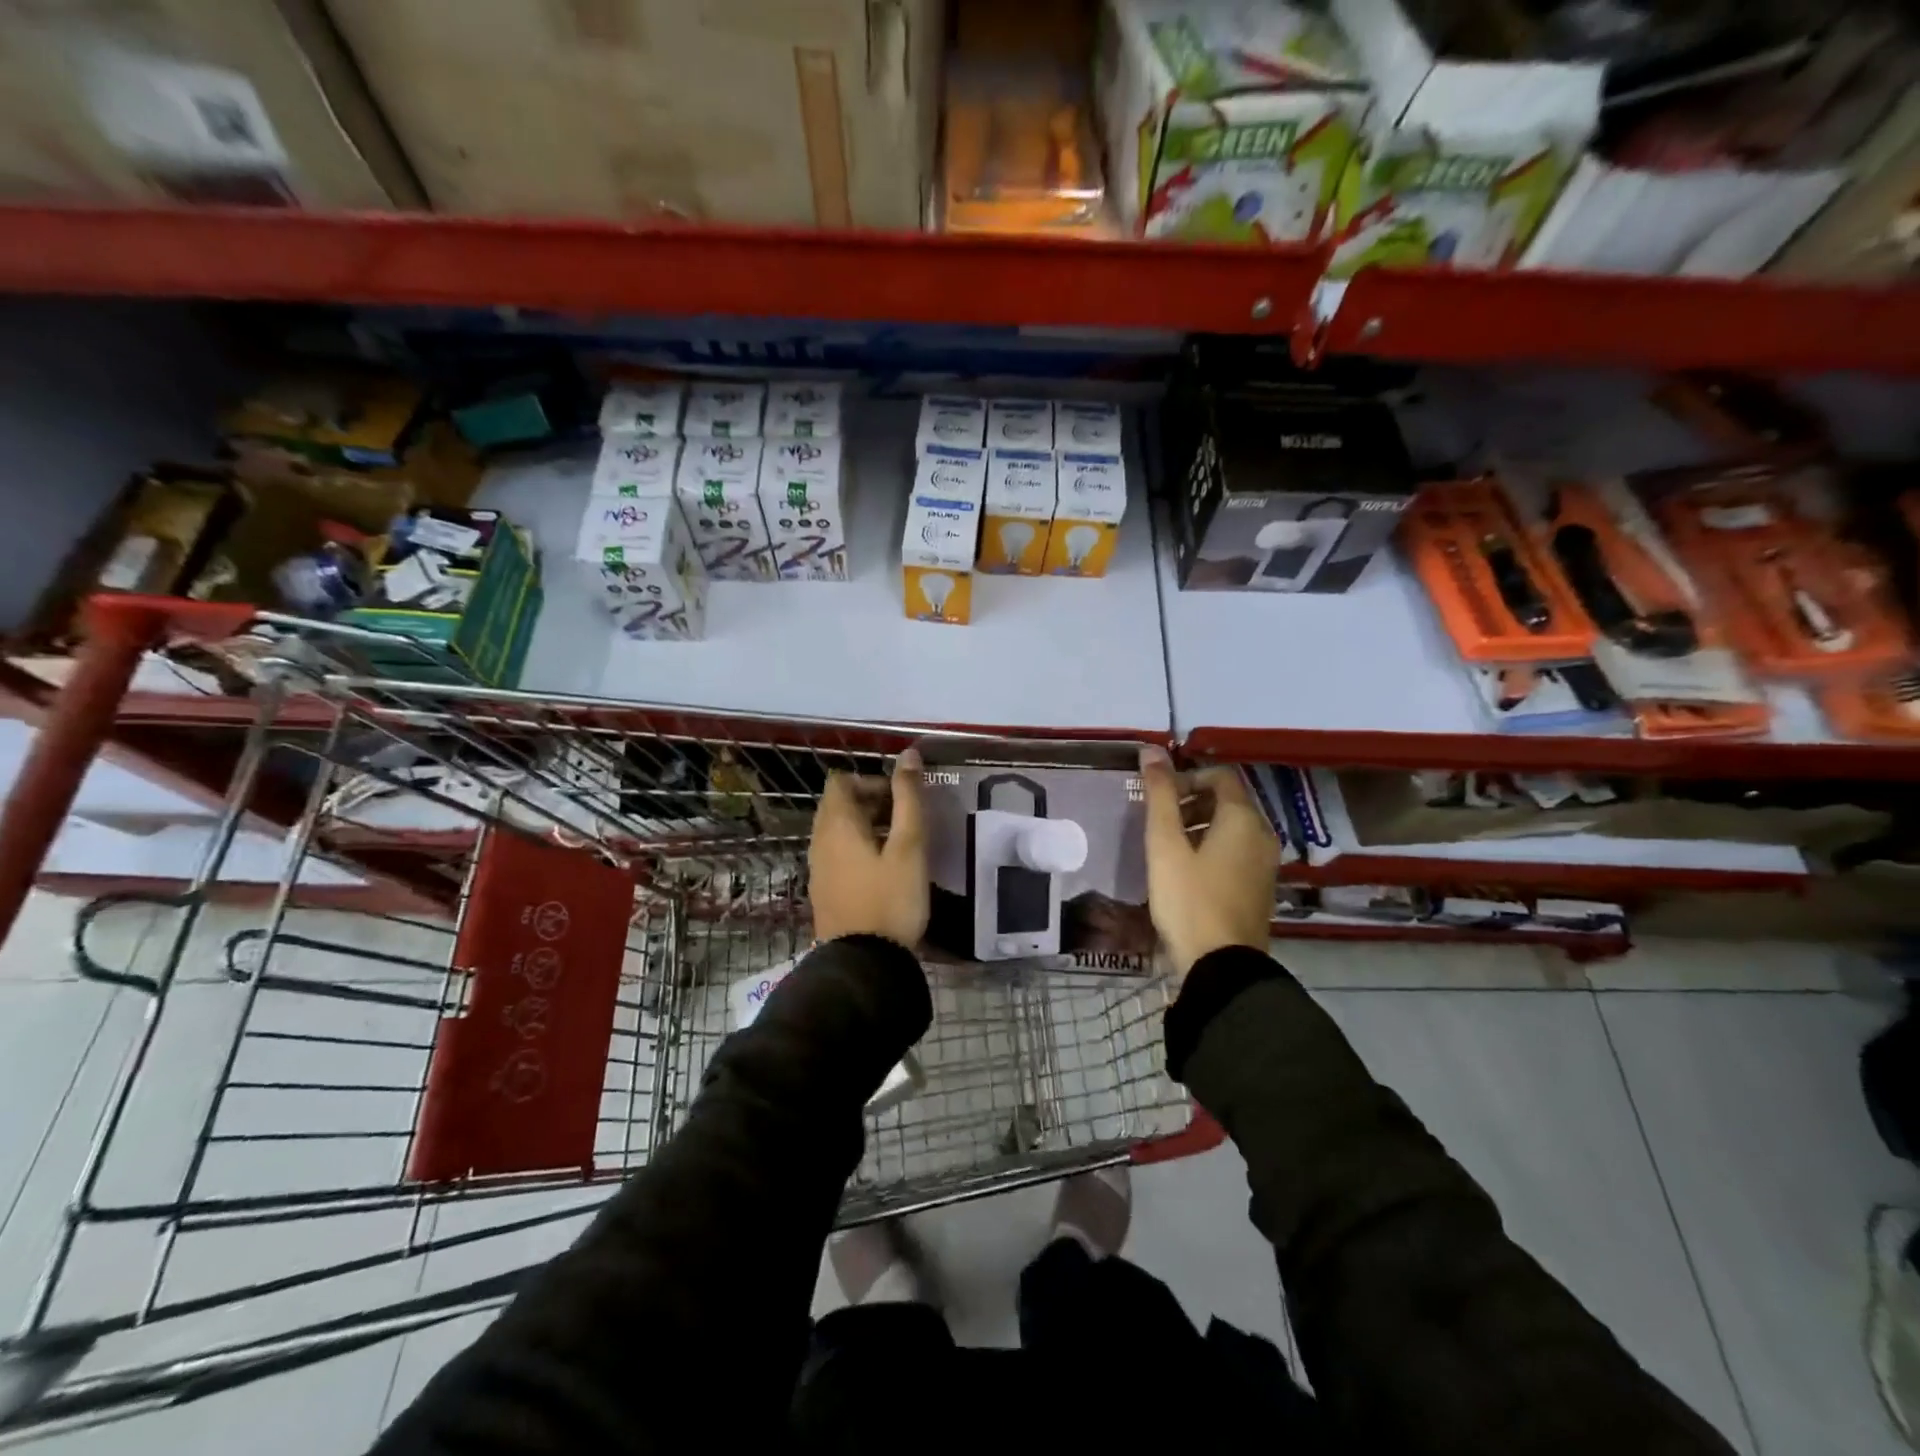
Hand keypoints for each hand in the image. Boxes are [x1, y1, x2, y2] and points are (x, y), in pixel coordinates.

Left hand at [808, 748, 927, 947]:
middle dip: (870, 802)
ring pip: (837, 831)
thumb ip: (908, 797)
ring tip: (898, 844)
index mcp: (836, 824)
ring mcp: (818, 868)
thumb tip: (909, 755)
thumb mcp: (908, 846)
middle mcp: (819, 841)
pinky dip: (857, 849)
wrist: (863, 962)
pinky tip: (883, 869)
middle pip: (838, 805)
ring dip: (865, 827)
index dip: (870, 780)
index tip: (899, 798)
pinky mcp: (823, 891)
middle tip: (904, 820)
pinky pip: (837, 854)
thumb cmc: (890, 899)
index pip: (841, 781)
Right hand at [1139, 746, 1278, 978]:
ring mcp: (1265, 863)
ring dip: (1200, 827)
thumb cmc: (1189, 899)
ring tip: (1168, 850)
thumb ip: (1159, 795)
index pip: (1220, 776)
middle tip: (1160, 824)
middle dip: (1191, 803)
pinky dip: (1212, 849)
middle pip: (1228, 801)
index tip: (1159, 799)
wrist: (1222, 965)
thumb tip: (1151, 749)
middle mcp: (1262, 834)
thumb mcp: (1165, 845)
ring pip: (1232, 828)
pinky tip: (1187, 874)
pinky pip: (1237, 852)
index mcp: (1243, 819)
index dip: (1186, 778)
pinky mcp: (1260, 887)